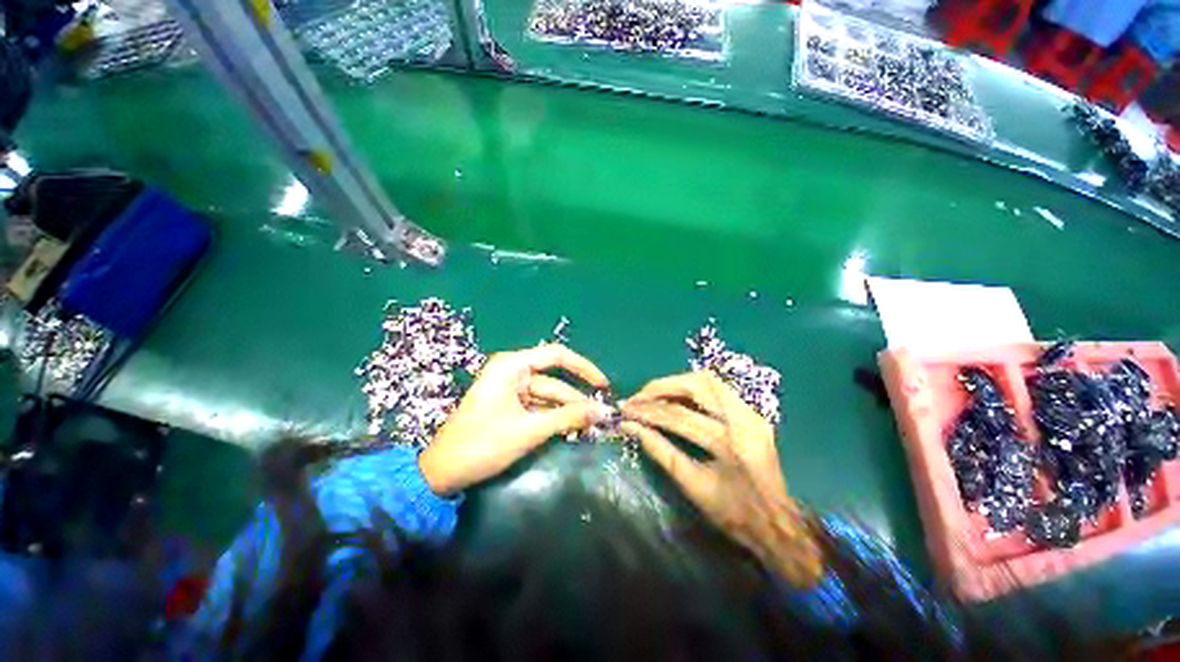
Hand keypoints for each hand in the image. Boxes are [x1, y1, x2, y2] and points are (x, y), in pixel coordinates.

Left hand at [420, 345, 611, 495]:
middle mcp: (512, 372)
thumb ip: (568, 418)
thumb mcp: (529, 430)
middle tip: (600, 417)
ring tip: (590, 427)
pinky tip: (571, 430)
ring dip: (567, 412)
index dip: (583, 368)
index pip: (557, 356)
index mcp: (512, 366)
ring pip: (548, 397)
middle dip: (576, 399)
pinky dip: (554, 418)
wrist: (442, 473)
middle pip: (554, 381)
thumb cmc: (482, 444)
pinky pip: (538, 407)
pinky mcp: (509, 406)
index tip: (603, 385)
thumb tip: (602, 411)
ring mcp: (510, 390)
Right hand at [620, 372, 822, 586]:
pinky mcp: (752, 412)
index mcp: (730, 444)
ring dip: (676, 383)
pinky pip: (717, 389)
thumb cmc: (733, 514)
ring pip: (708, 380)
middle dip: (661, 387)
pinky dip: (692, 388)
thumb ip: (660, 451)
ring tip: (653, 394)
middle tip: (638, 397)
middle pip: (697, 385)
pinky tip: (676, 395)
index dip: (648, 412)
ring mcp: (751, 412)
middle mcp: (744, 419)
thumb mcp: (692, 485)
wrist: (776, 523)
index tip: (626, 411)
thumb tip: (631, 428)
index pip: (679, 417)